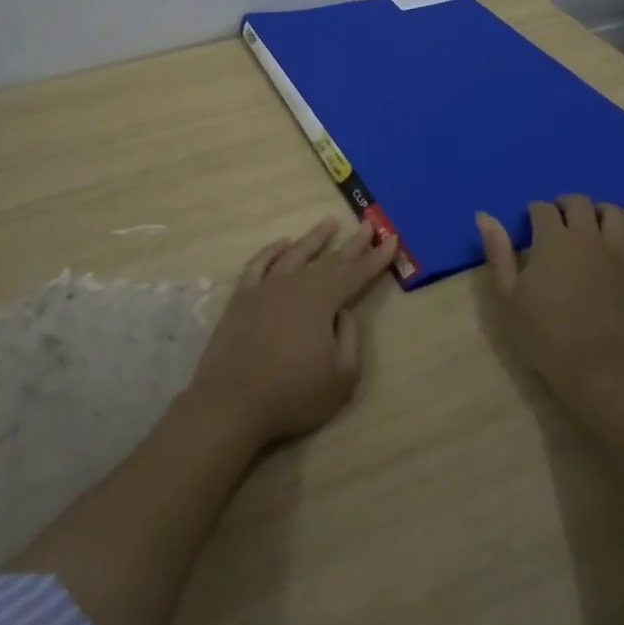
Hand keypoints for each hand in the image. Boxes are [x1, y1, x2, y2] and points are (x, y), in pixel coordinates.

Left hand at [189, 219, 399, 447]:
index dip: (376, 258)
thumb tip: (344, 311)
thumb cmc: (292, 394)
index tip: (391, 239)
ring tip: (329, 223)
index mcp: (323, 300)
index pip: (356, 274)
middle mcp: (296, 284)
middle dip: (352, 244)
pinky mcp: (242, 296)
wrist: (232, 402)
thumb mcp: (341, 377)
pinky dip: (273, 250)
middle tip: (367, 225)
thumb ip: (350, 338)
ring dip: (315, 238)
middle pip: (329, 260)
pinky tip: (283, 244)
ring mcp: (266, 287)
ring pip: (295, 253)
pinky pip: (260, 263)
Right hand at [477, 196, 623, 405]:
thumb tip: (484, 214)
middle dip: (566, 204)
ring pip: (616, 215)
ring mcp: (620, 255)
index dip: (533, 212)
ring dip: (602, 213)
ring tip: (593, 225)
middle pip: (580, 203)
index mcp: (553, 240)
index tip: (528, 226)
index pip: (543, 208)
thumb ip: (498, 252)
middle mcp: (588, 238)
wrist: (597, 373)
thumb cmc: (544, 336)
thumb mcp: (508, 296)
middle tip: (557, 220)